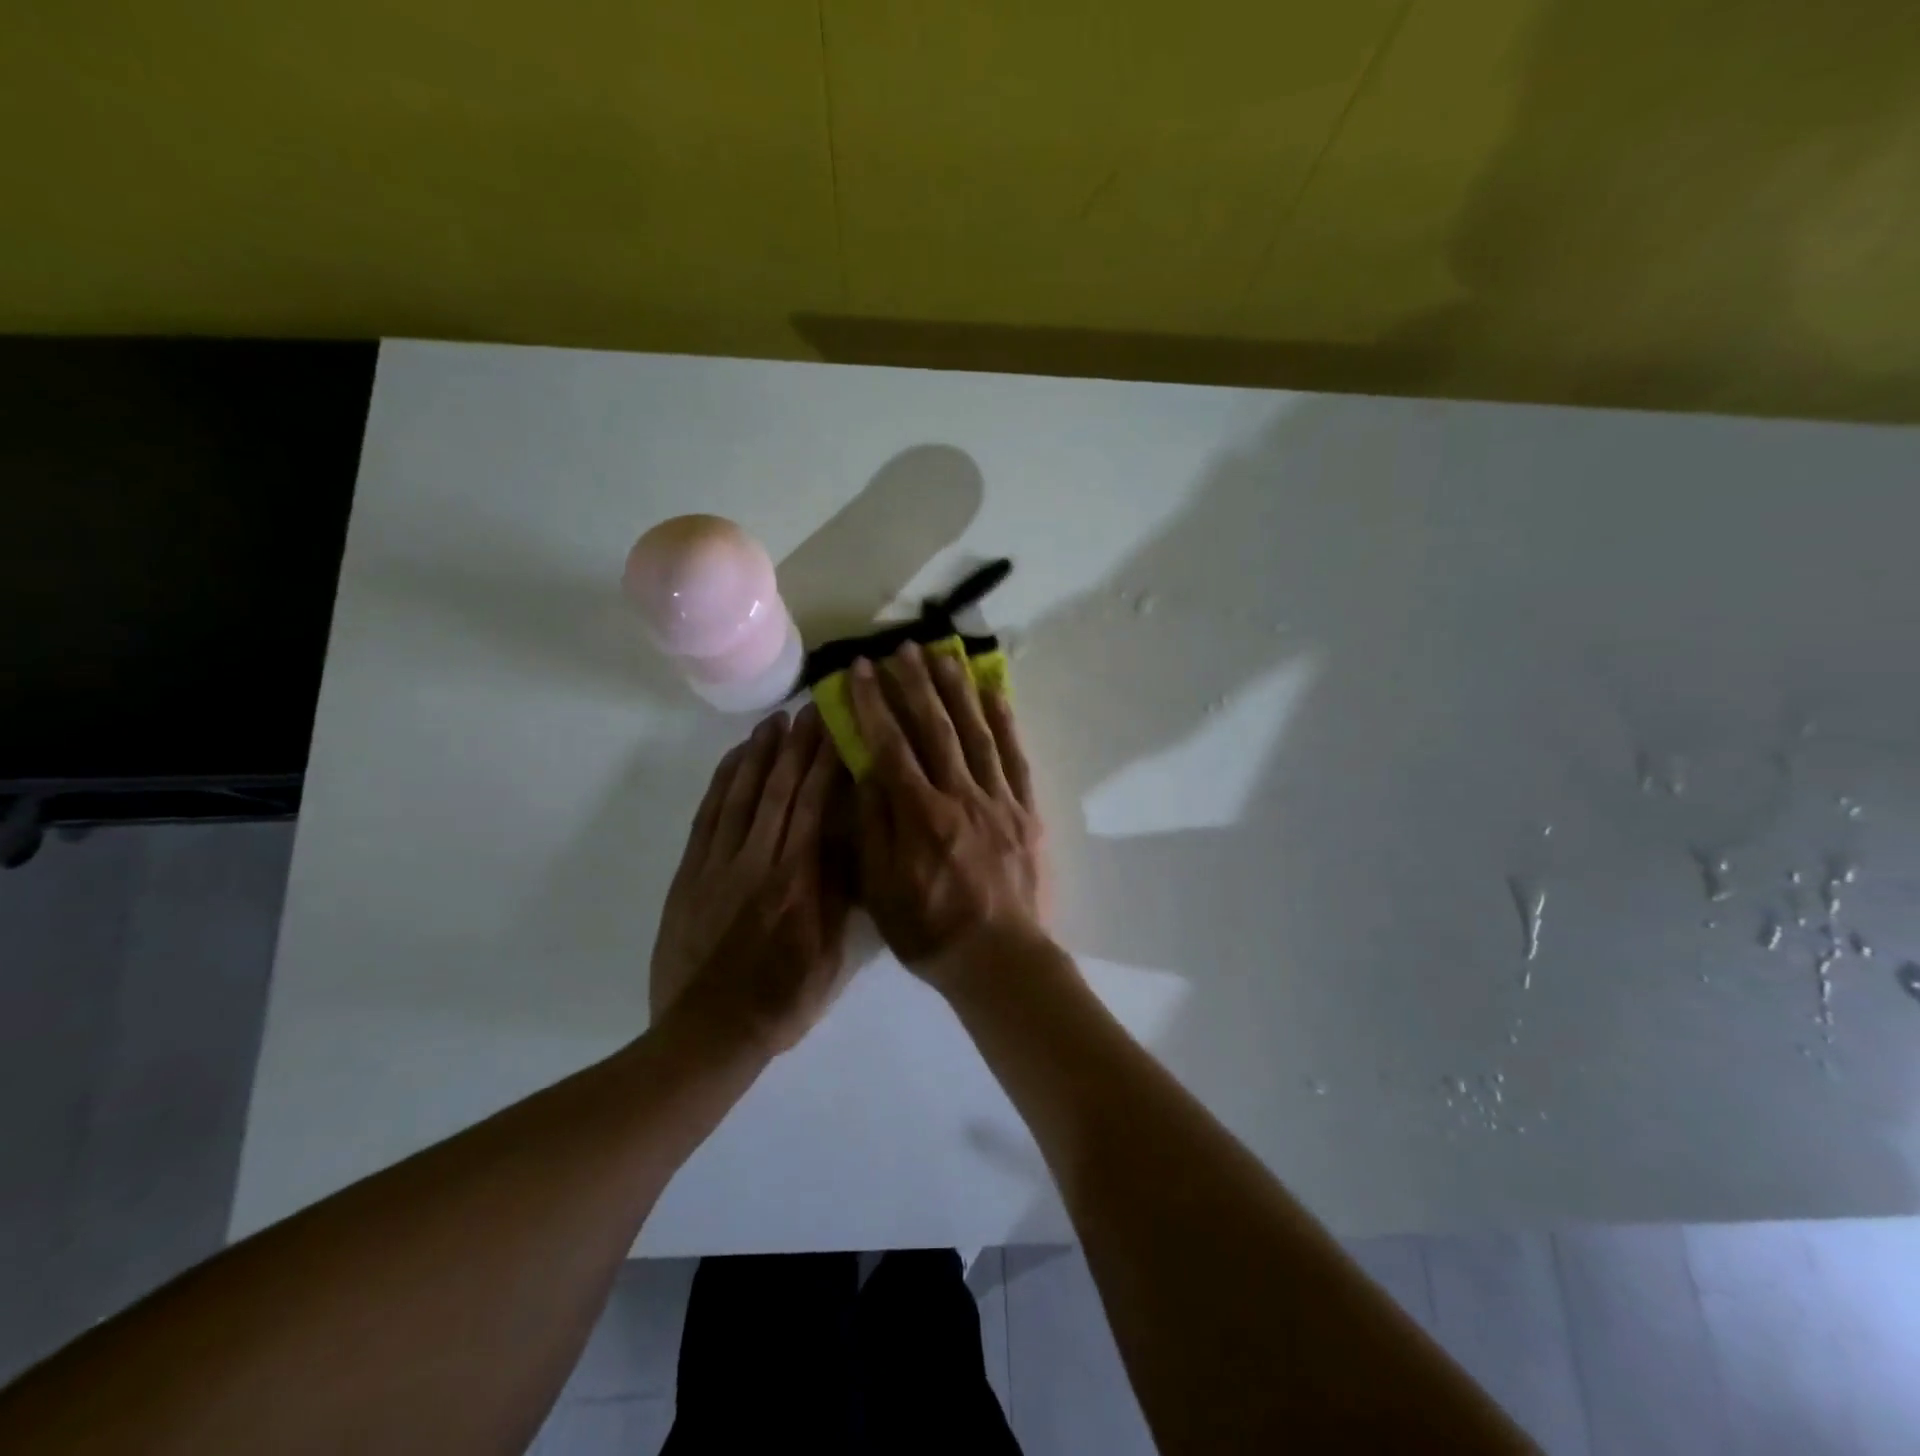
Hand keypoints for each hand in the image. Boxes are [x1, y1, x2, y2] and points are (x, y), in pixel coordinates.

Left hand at [650, 705, 851, 1054]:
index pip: (816, 806)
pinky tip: (735, 761)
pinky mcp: (690, 874)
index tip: (837, 728)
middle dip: (797, 745)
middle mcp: (758, 861)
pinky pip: (708, 816)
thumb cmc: (782, 1000)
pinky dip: (723, 783)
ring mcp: (718, 865)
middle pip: (780, 790)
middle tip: (810, 709)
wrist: (708, 1033)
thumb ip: (840, 895)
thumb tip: (852, 840)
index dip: (826, 762)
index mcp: (797, 881)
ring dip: (760, 754)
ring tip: (775, 722)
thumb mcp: (831, 956)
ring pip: (743, 795)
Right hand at [846, 642, 1049, 992]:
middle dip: (915, 684)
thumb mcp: (882, 890)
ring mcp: (998, 800)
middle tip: (901, 648)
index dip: (874, 704)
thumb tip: (864, 770)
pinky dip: (1004, 723)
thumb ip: (874, 827)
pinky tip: (995, 694)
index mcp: (920, 815)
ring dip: (958, 691)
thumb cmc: (931, 931)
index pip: (891, 745)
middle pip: (935, 728)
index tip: (860, 670)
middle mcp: (960, 796)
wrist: (1000, 959)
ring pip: (976, 733)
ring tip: (943, 655)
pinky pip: (1014, 758)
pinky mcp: (1025, 810)